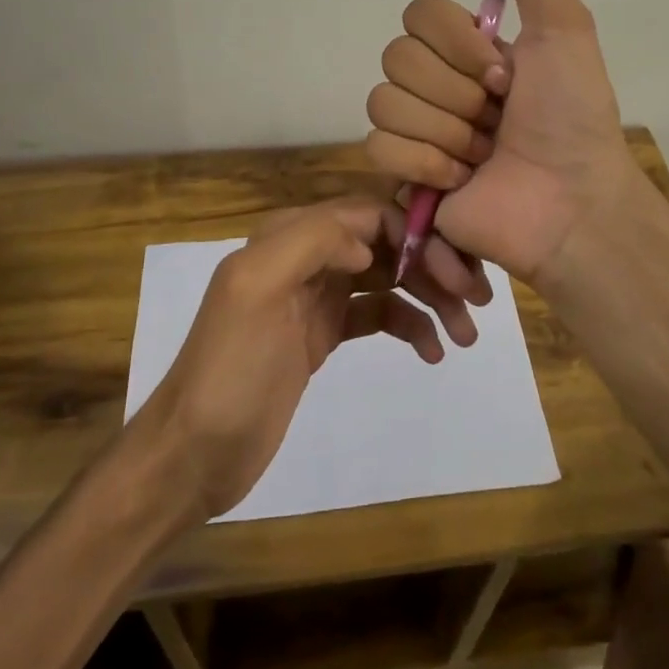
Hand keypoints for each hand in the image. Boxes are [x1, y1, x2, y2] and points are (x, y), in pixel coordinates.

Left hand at [138, 199, 444, 520]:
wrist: (194, 454)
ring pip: (388, 279)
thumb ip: (310, 241)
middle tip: (474, 304)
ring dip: (428, 297)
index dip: (415, 234)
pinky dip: (408, 324)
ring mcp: (317, 296)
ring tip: (464, 334)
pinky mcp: (324, 334)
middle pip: (384, 244)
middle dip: (430, 266)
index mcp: (290, 235)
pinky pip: (378, 314)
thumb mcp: (257, 289)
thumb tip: (368, 242)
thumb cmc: (229, 370)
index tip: (454, 270)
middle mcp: (308, 256)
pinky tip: (431, 351)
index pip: (368, 214)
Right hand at [365, 0, 637, 289]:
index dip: (458, 44)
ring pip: (385, 101)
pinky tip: (461, 178)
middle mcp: (438, 81)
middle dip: (456, 91)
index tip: (504, 74)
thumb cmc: (573, 114)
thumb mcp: (565, 26)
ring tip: (483, 152)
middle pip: (396, 57)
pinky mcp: (406, 173)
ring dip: (445, 129)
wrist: (572, 200)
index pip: (417, 15)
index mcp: (467, 47)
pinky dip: (427, 163)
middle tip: (497, 116)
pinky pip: (379, 147)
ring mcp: (419, 128)